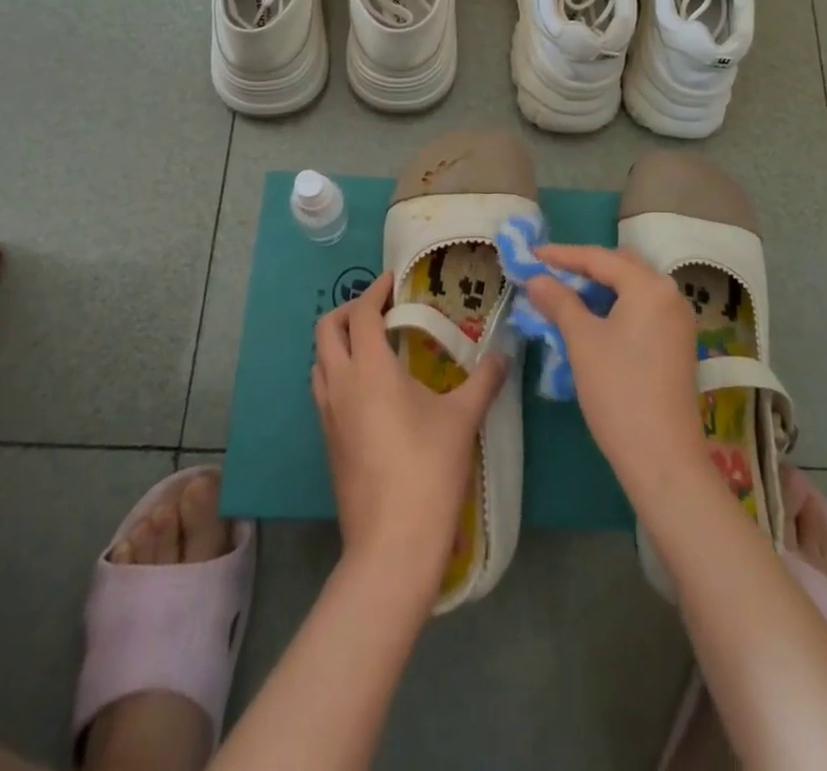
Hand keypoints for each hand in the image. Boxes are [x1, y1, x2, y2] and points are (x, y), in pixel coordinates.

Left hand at [311, 272, 508, 594]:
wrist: (392, 544)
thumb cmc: (428, 470)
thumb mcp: (463, 419)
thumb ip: (485, 380)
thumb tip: (506, 354)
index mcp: (369, 369)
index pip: (361, 313)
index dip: (376, 290)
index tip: (395, 281)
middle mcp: (340, 384)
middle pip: (326, 330)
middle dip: (349, 310)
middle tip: (381, 308)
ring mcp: (328, 416)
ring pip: (320, 361)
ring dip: (339, 342)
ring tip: (375, 344)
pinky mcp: (328, 442)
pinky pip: (324, 390)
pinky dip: (339, 372)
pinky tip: (371, 389)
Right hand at [527, 244, 707, 494]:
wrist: (662, 457)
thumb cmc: (618, 390)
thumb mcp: (582, 340)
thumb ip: (559, 301)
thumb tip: (537, 278)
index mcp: (649, 286)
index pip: (599, 257)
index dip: (562, 255)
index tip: (531, 254)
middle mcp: (670, 294)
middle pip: (620, 267)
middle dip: (583, 268)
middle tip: (548, 273)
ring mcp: (678, 321)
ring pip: (632, 289)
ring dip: (598, 288)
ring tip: (563, 296)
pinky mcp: (677, 344)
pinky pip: (641, 310)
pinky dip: (615, 307)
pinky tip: (591, 320)